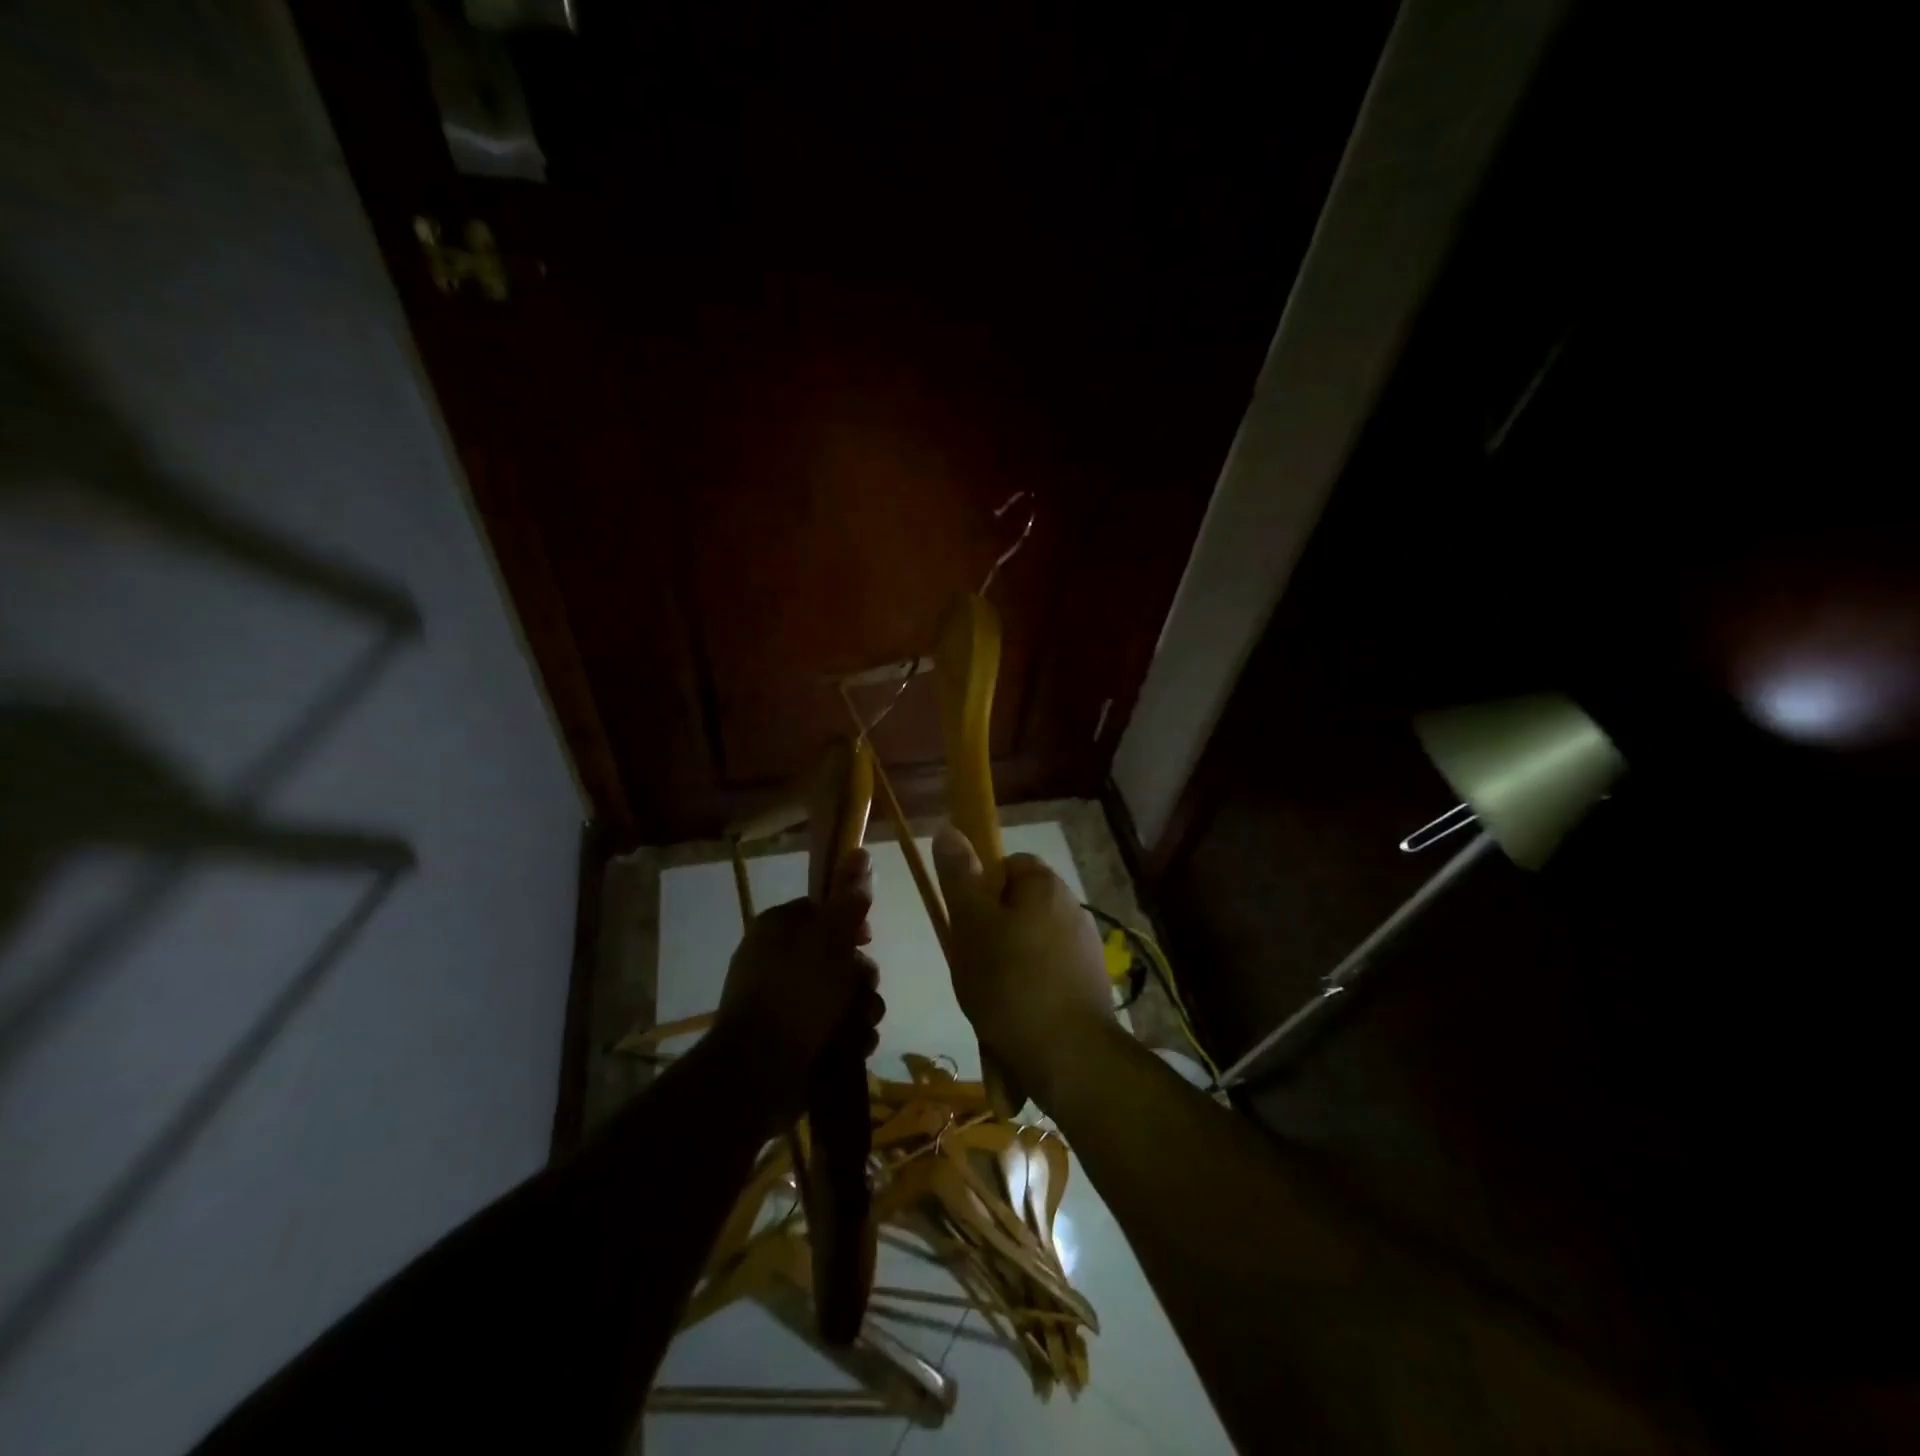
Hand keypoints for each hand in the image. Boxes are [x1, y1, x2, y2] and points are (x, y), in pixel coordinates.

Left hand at [716, 850, 884, 1097]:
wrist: (759, 1073)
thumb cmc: (797, 993)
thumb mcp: (830, 937)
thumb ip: (850, 898)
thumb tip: (860, 852)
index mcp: (778, 928)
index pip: (823, 910)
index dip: (850, 922)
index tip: (866, 937)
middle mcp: (778, 961)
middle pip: (839, 955)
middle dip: (861, 975)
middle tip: (860, 989)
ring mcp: (785, 1003)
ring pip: (843, 994)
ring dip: (861, 1009)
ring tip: (858, 1025)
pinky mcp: (794, 1039)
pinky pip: (834, 1027)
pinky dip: (848, 1036)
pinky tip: (851, 1047)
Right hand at [931, 827, 1115, 1109]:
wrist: (1070, 1057)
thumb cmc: (1010, 983)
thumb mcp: (971, 925)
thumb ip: (959, 876)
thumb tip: (949, 828)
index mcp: (1045, 885)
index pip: (1007, 864)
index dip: (980, 888)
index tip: (965, 922)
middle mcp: (1072, 907)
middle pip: (1018, 904)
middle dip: (992, 929)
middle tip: (971, 961)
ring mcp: (1085, 947)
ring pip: (1031, 941)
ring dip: (1009, 961)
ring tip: (989, 996)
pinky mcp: (1090, 984)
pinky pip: (1047, 973)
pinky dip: (1029, 987)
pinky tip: (1014, 1015)